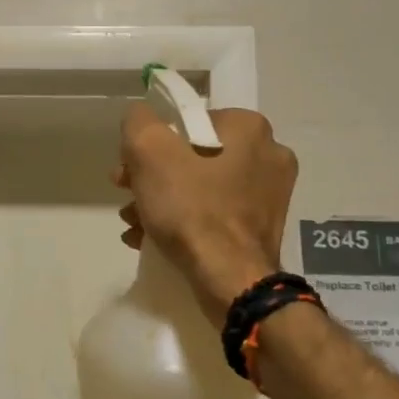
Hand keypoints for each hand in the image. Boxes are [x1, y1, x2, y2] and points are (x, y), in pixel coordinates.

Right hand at [113, 104, 297, 321]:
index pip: (187, 121)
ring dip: (163, 201)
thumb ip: (139, 122)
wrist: (230, 279)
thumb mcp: (149, 151)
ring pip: (202, 187)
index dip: (151, 143)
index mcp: (249, 127)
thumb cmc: (191, 208)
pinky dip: (185, 222)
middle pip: (193, 156)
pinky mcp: (264, 227)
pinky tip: (153, 239)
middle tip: (127, 196)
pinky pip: (216, 214)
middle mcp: (269, 154)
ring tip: (135, 223)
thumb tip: (140, 118)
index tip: (129, 169)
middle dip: (153, 176)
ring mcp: (271, 194)